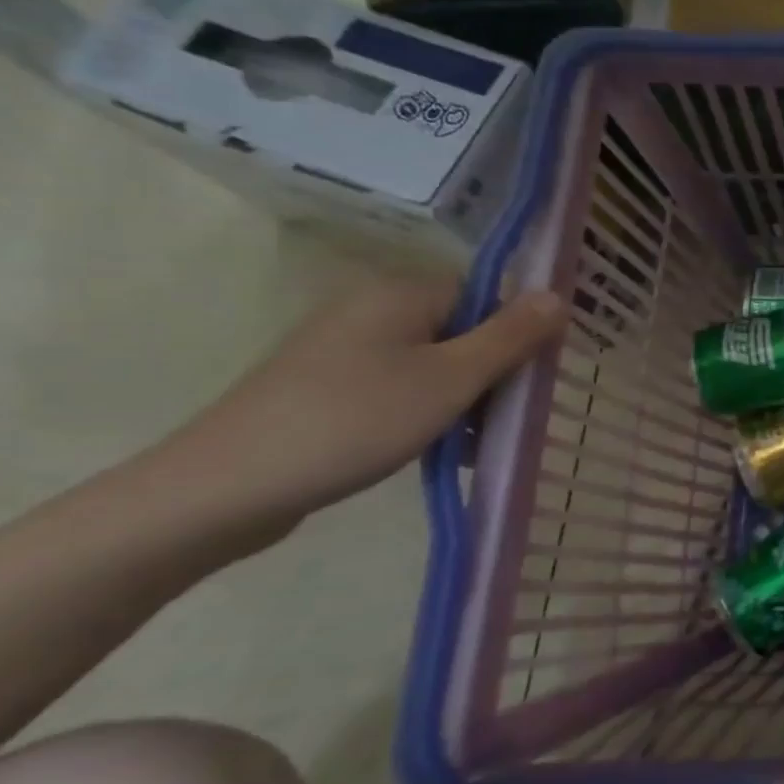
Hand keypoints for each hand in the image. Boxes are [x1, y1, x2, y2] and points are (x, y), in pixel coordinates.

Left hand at [162, 276, 566, 542]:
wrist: (225, 488)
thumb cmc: (356, 421)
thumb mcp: (451, 379)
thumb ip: (511, 337)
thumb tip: (557, 294)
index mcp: (402, 294)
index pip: (485, 295)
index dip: (516, 332)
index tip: (531, 377)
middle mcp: (372, 310)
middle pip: (461, 330)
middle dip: (492, 372)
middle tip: (507, 417)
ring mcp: (343, 349)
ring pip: (433, 364)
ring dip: (463, 399)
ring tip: (475, 444)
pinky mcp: (325, 387)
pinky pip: (399, 388)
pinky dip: (426, 413)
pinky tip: (437, 450)